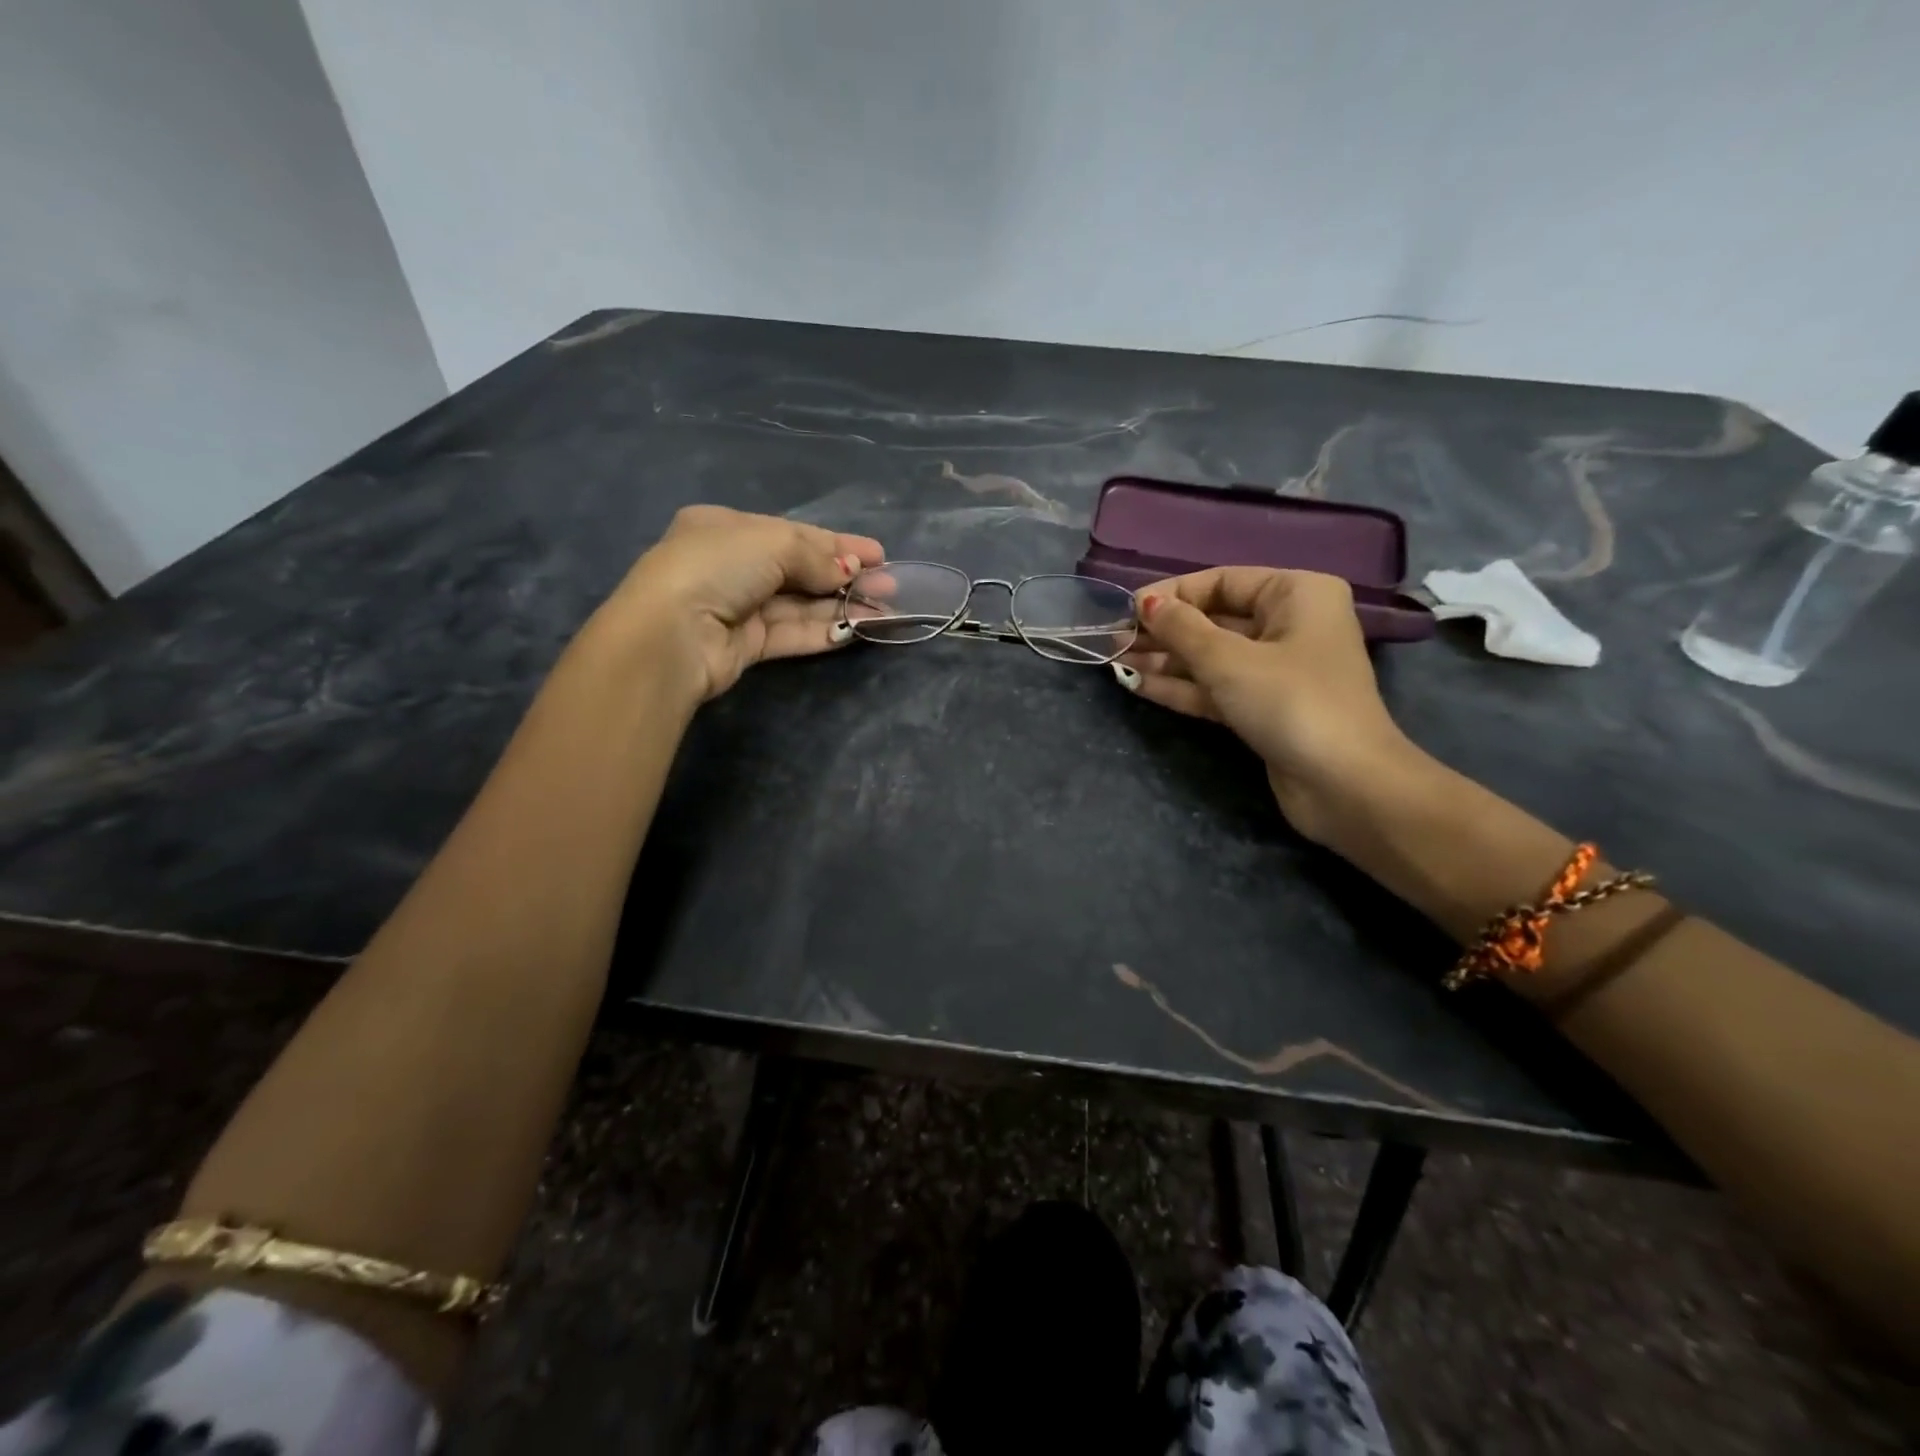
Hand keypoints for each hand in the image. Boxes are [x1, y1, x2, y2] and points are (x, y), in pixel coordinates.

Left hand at [594, 506, 885, 701]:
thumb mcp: (772, 542)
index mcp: (726, 528)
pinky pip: (792, 633)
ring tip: (885, 610)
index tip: (878, 554)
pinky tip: (858, 629)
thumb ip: (815, 555)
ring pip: (800, 605)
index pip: (793, 534)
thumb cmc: (718, 566)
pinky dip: (824, 631)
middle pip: (800, 570)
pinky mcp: (746, 646)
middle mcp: (732, 566)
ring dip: (842, 606)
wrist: (672, 633)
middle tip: (889, 584)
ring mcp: (738, 608)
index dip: (838, 544)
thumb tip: (848, 572)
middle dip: (846, 576)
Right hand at [1114, 567, 1414, 840]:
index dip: (1172, 594)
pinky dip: (1180, 687)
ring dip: (1166, 660)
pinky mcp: (1264, 708)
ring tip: (1116, 660)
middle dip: (1164, 631)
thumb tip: (1146, 603)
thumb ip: (1181, 629)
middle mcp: (1289, 625)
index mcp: (1296, 594)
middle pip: (1214, 620)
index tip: (1128, 610)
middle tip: (1115, 639)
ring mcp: (1277, 670)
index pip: (1222, 581)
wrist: (1344, 784)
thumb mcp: (1228, 659)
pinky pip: (1216, 688)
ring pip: (1211, 657)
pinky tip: (1137, 685)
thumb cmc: (1290, 702)